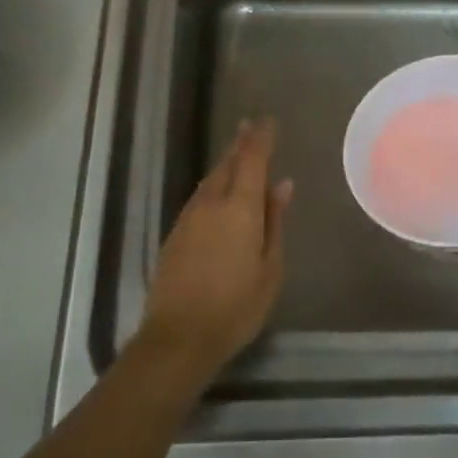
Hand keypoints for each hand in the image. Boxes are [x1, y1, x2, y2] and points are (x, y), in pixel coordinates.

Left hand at [140, 118, 290, 377]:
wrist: (178, 336)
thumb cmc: (236, 306)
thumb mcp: (269, 268)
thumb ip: (274, 222)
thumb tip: (282, 185)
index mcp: (239, 207)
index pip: (252, 160)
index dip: (261, 138)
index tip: (269, 121)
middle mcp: (211, 203)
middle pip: (227, 164)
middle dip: (240, 143)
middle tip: (250, 125)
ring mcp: (189, 217)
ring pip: (210, 179)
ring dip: (225, 163)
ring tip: (237, 152)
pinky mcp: (176, 234)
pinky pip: (200, 197)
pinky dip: (213, 185)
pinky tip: (218, 191)